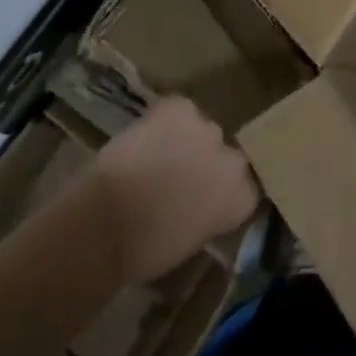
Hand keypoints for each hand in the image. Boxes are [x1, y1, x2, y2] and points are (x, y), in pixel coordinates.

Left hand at [91, 99, 259, 284]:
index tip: (207, 201)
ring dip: (188, 141)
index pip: (247, 187)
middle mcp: (231, 156)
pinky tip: (148, 138)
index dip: (225, 191)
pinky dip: (166, 122)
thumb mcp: (192, 242)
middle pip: (226, 154)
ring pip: (201, 130)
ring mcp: (205, 126)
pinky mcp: (179, 105)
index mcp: (240, 197)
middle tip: (182, 180)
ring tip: (161, 157)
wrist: (108, 219)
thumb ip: (210, 215)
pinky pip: (179, 111)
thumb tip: (205, 205)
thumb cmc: (147, 250)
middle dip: (208, 163)